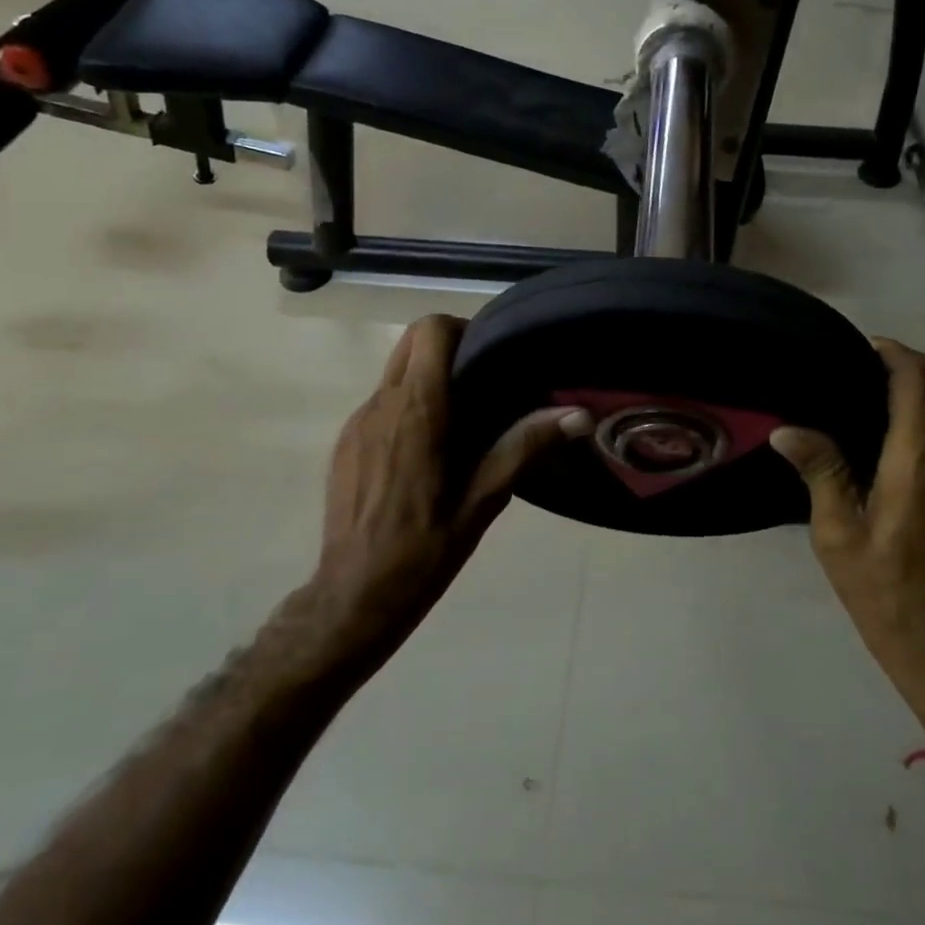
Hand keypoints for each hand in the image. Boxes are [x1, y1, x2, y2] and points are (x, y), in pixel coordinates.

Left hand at [312, 315, 591, 666]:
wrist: (353, 596)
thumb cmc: (424, 548)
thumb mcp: (484, 500)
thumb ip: (526, 447)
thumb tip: (579, 415)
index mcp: (417, 410)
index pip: (430, 330)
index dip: (463, 329)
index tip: (492, 356)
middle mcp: (381, 404)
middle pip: (411, 341)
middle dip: (448, 347)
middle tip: (483, 383)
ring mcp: (356, 423)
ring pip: (395, 372)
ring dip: (428, 379)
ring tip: (462, 421)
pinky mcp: (345, 443)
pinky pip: (381, 404)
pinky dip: (407, 407)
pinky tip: (427, 453)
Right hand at [771, 338, 924, 725]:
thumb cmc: (886, 594)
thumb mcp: (839, 535)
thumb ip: (821, 471)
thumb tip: (787, 429)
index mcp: (920, 460)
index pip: (917, 379)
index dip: (892, 353)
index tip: (857, 348)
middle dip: (896, 374)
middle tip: (847, 379)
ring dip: (911, 402)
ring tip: (860, 410)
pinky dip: (923, 428)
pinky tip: (886, 450)